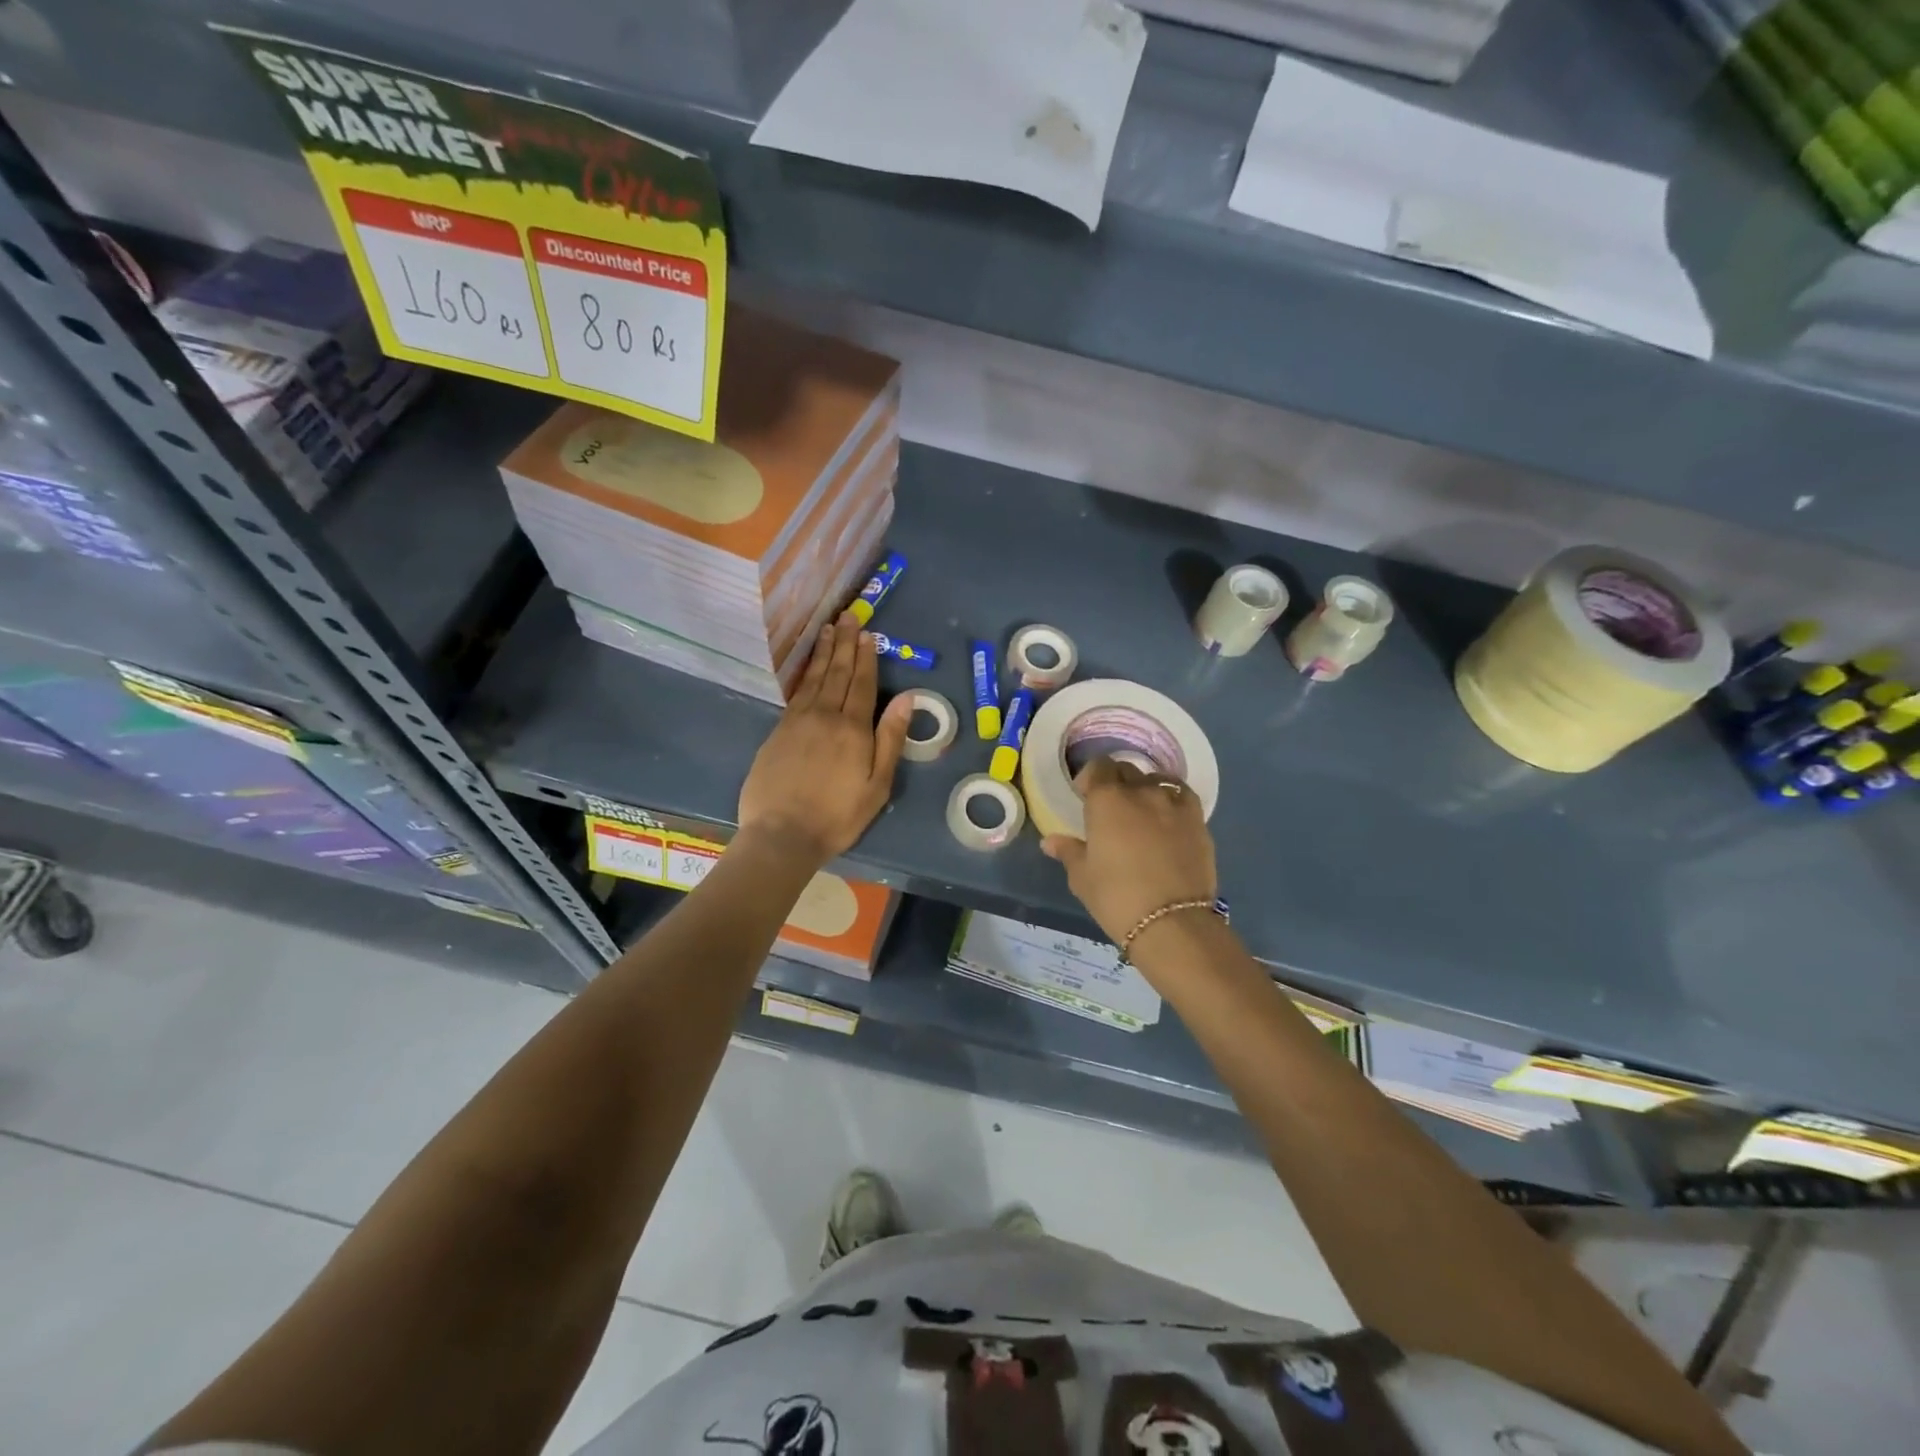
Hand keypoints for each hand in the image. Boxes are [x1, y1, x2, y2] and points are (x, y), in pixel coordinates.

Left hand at [737, 614, 912, 868]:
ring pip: (814, 678)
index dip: (866, 658)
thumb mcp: (877, 784)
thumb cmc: (838, 816)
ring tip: (828, 629)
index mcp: (853, 729)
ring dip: (823, 652)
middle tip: (848, 616)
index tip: (868, 634)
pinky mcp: (778, 732)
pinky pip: (796, 693)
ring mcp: (797, 722)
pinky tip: (808, 667)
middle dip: (844, 644)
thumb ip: (890, 739)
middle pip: (837, 673)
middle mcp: (824, 716)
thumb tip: (907, 697)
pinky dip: (804, 674)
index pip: (862, 684)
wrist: (782, 834)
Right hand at [1040, 758, 1217, 945]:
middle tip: (1111, 807)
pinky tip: (1168, 818)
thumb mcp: (1082, 877)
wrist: (1172, 922)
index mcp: (1107, 800)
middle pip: (1127, 770)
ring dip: (1145, 789)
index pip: (1099, 767)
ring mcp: (1173, 803)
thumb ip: (1069, 852)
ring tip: (1142, 812)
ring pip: (1156, 780)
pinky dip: (1171, 800)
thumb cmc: (1116, 897)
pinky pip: (1182, 796)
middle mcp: (1141, 791)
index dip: (1091, 777)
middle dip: (1116, 781)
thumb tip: (1051, 841)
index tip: (1085, 795)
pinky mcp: (1198, 820)